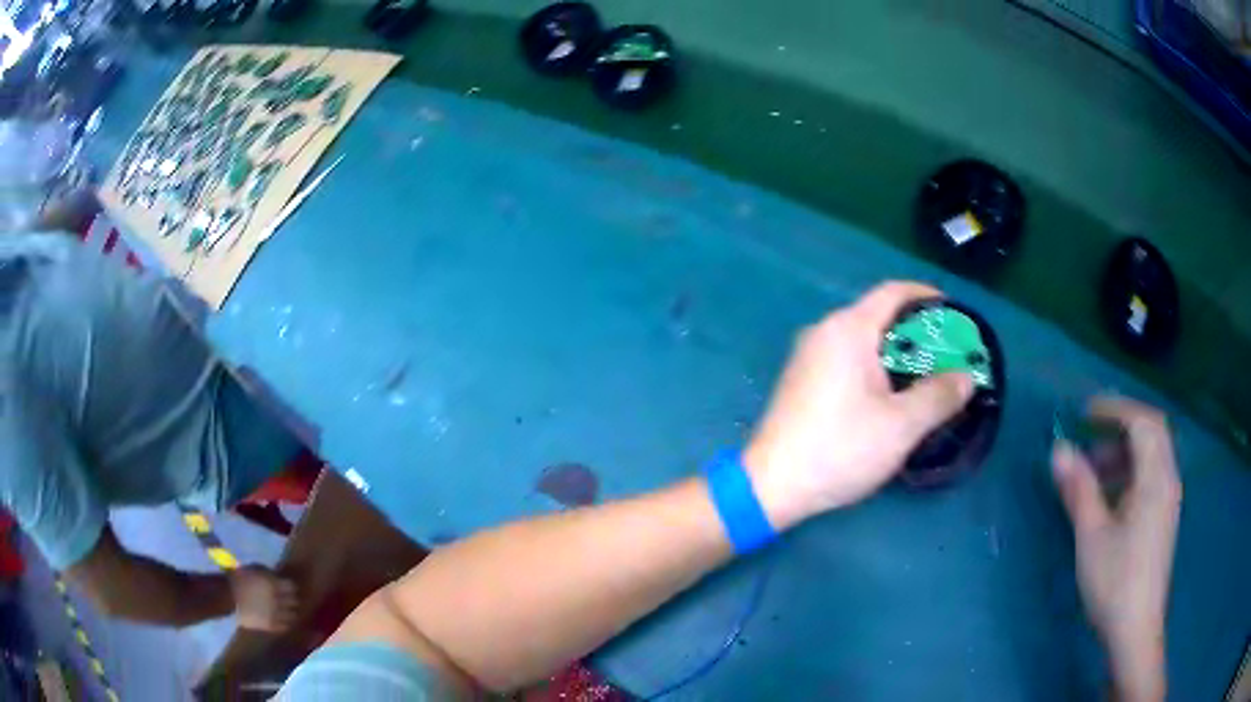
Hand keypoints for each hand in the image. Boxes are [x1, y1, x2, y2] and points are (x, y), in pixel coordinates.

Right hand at [229, 565, 298, 631]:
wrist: (228, 597)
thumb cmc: (239, 579)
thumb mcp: (254, 569)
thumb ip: (268, 573)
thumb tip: (277, 578)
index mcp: (273, 584)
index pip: (291, 587)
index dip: (290, 587)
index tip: (288, 588)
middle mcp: (277, 599)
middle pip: (293, 601)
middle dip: (291, 600)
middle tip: (289, 600)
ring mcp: (274, 614)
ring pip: (291, 615)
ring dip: (289, 613)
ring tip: (286, 612)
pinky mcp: (270, 625)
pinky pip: (284, 626)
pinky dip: (285, 623)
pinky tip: (282, 621)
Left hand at [743, 282, 974, 528]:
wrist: (771, 486)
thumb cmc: (840, 449)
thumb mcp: (901, 425)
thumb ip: (939, 396)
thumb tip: (967, 377)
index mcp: (848, 329)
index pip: (893, 292)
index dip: (927, 296)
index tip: (953, 313)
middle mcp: (824, 331)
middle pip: (878, 315)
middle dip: (916, 331)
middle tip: (947, 354)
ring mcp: (807, 356)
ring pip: (862, 340)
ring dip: (896, 352)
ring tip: (925, 376)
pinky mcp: (801, 380)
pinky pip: (846, 358)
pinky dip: (874, 366)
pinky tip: (889, 394)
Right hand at [1052, 396, 1180, 701]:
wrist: (1136, 629)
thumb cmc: (1115, 581)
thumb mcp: (1091, 536)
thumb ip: (1079, 489)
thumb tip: (1059, 449)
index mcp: (1156, 477)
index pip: (1142, 421)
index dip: (1114, 409)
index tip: (1084, 413)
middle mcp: (1168, 479)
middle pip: (1151, 433)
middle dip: (1120, 427)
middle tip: (1089, 437)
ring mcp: (1169, 499)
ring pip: (1152, 456)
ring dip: (1124, 452)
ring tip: (1094, 472)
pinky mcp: (1164, 518)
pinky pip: (1152, 477)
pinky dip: (1131, 473)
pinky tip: (1110, 498)